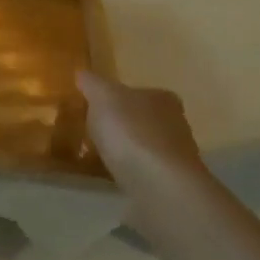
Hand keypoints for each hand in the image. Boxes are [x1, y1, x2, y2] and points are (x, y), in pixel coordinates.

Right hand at [77, 71, 213, 235]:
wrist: (158, 185)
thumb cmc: (131, 131)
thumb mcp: (103, 97)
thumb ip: (92, 83)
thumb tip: (82, 73)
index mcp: (163, 99)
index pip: (143, 93)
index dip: (122, 98)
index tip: (101, 107)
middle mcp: (176, 125)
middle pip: (146, 121)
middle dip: (124, 126)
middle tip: (96, 132)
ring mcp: (176, 159)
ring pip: (146, 149)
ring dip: (128, 153)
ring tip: (99, 157)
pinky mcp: (170, 186)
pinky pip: (144, 175)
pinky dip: (130, 175)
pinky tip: (112, 179)